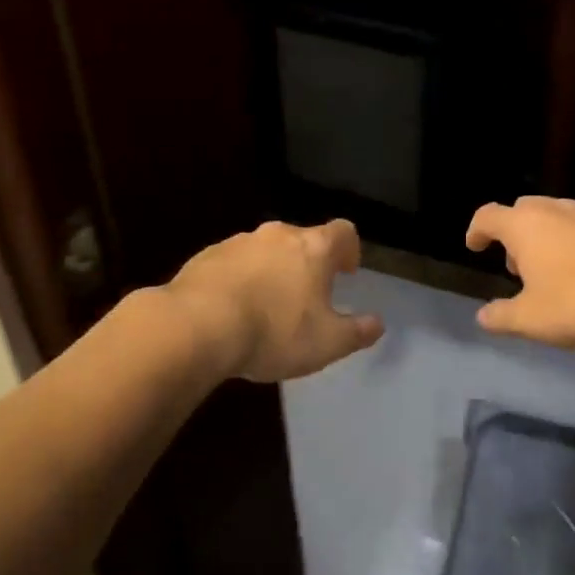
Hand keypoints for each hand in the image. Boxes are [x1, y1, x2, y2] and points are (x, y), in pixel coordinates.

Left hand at [166, 219, 383, 380]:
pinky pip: (232, 264)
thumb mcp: (327, 343)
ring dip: (271, 271)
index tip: (346, 271)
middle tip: (307, 295)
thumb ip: (356, 332)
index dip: (349, 249)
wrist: (197, 326)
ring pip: (265, 251)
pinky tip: (232, 311)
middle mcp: (278, 235)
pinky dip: (239, 280)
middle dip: (308, 263)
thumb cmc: (274, 332)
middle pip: (302, 239)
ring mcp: (239, 242)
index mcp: (313, 248)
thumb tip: (377, 323)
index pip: (343, 231)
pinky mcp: (206, 256)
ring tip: (266, 307)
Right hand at [465, 196, 574, 345]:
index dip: (477, 231)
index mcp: (523, 225)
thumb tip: (483, 317)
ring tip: (552, 271)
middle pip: (522, 210)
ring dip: (546, 238)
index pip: (488, 216)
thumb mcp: (532, 319)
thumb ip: (503, 317)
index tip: (475, 246)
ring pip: (556, 217)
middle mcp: (553, 210)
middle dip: (514, 234)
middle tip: (516, 265)